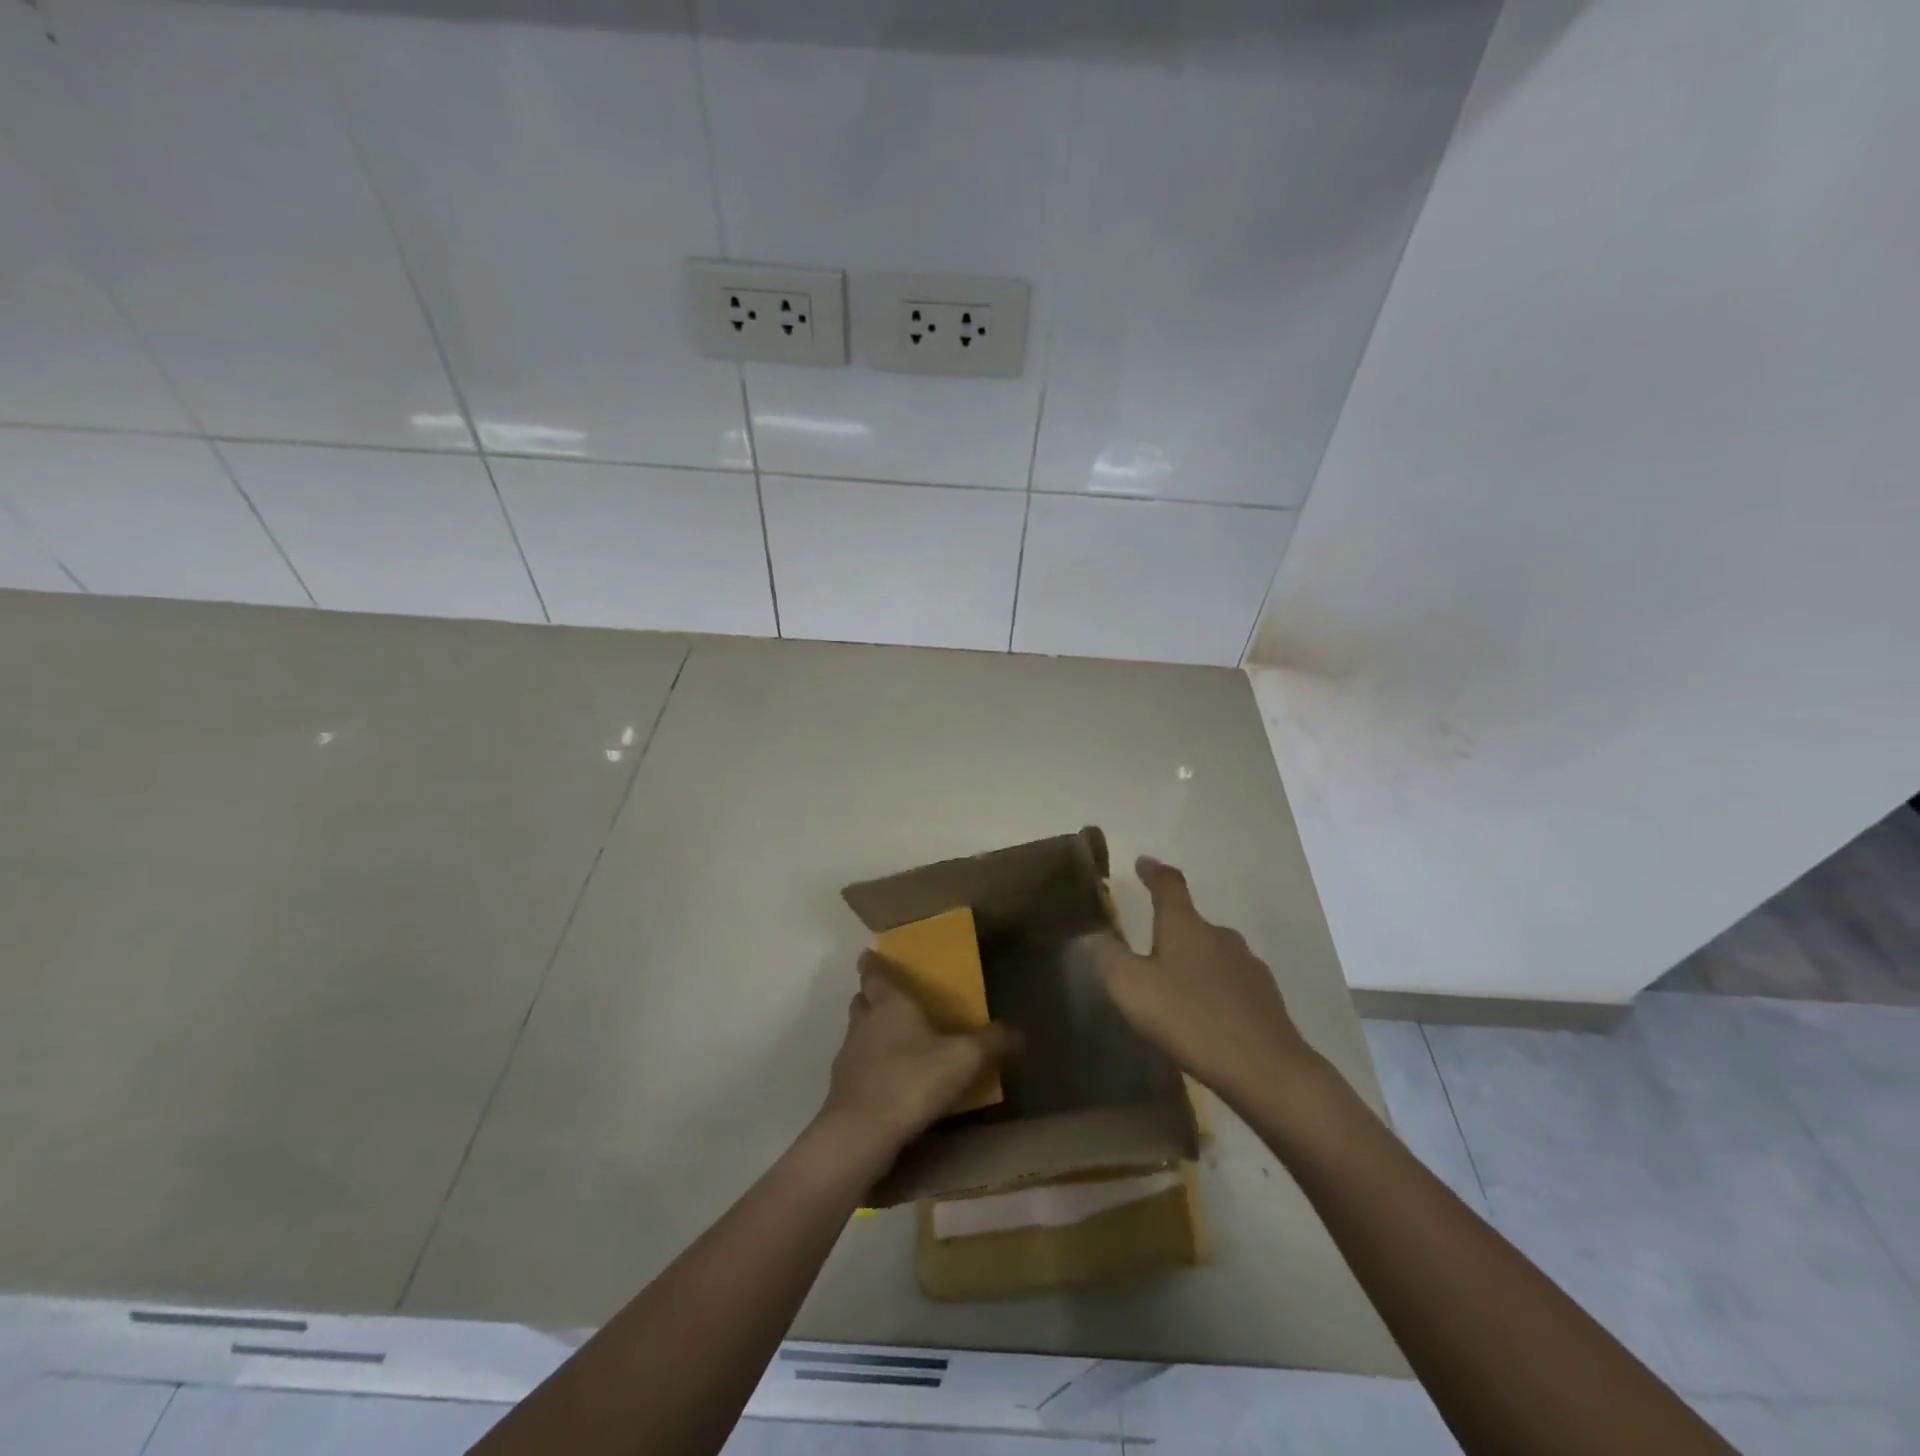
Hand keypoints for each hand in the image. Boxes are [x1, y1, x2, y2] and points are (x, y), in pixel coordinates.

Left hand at [819, 952, 1019, 1155]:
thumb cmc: (913, 1080)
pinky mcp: (842, 1089)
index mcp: (889, 1004)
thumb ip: (992, 1042)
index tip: (871, 955)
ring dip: (871, 1034)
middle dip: (873, 997)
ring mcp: (848, 1056)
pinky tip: (890, 1084)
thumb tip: (1018, 1033)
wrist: (861, 1133)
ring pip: (857, 1034)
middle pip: (862, 1001)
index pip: (874, 974)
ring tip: (897, 1044)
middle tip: (894, 1001)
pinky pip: (857, 1068)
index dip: (873, 963)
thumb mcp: (964, 1059)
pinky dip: (870, 1069)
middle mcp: (864, 1023)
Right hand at [1089, 856, 1314, 1106]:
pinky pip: (1230, 983)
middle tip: (1148, 953)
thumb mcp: (1132, 989)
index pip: (1168, 885)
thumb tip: (1092, 936)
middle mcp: (1219, 936)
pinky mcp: (1265, 998)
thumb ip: (1108, 959)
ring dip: (1192, 963)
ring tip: (1174, 990)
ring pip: (1212, 953)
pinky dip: (1213, 991)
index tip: (1143, 863)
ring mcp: (1247, 966)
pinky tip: (1204, 1017)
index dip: (1153, 872)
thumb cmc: (1191, 1019)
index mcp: (1185, 926)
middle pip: (1191, 922)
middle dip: (1169, 931)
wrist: (1267, 1069)